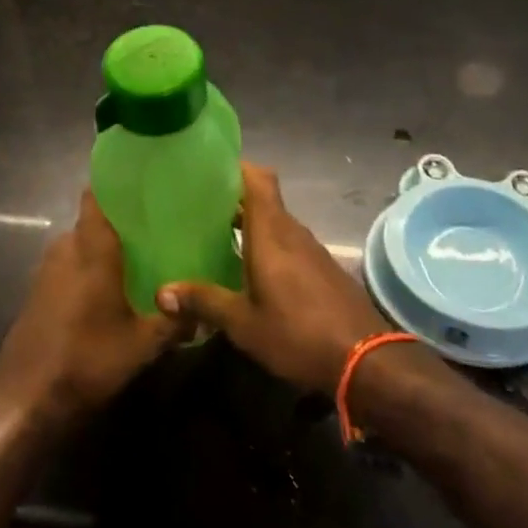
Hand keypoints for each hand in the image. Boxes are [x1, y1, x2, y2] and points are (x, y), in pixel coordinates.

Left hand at [0, 191, 184, 430]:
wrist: (26, 399)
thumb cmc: (87, 360)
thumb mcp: (142, 345)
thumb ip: (174, 322)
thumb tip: (204, 311)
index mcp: (91, 249)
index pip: (96, 196)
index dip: (116, 184)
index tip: (145, 182)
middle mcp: (66, 249)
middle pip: (93, 221)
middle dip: (120, 220)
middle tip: (156, 224)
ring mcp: (47, 270)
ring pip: (80, 244)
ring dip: (103, 247)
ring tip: (139, 254)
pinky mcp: (38, 291)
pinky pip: (69, 264)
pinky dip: (88, 267)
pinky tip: (110, 287)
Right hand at [156, 163, 387, 393]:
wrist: (366, 360)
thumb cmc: (298, 333)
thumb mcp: (243, 323)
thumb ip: (204, 301)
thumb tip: (161, 292)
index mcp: (271, 233)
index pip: (258, 178)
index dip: (235, 166)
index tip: (207, 169)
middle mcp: (292, 232)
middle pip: (263, 199)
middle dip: (233, 198)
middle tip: (197, 207)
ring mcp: (311, 250)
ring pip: (275, 223)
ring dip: (249, 223)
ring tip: (215, 235)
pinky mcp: (322, 269)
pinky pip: (288, 243)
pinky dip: (266, 244)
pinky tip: (248, 269)